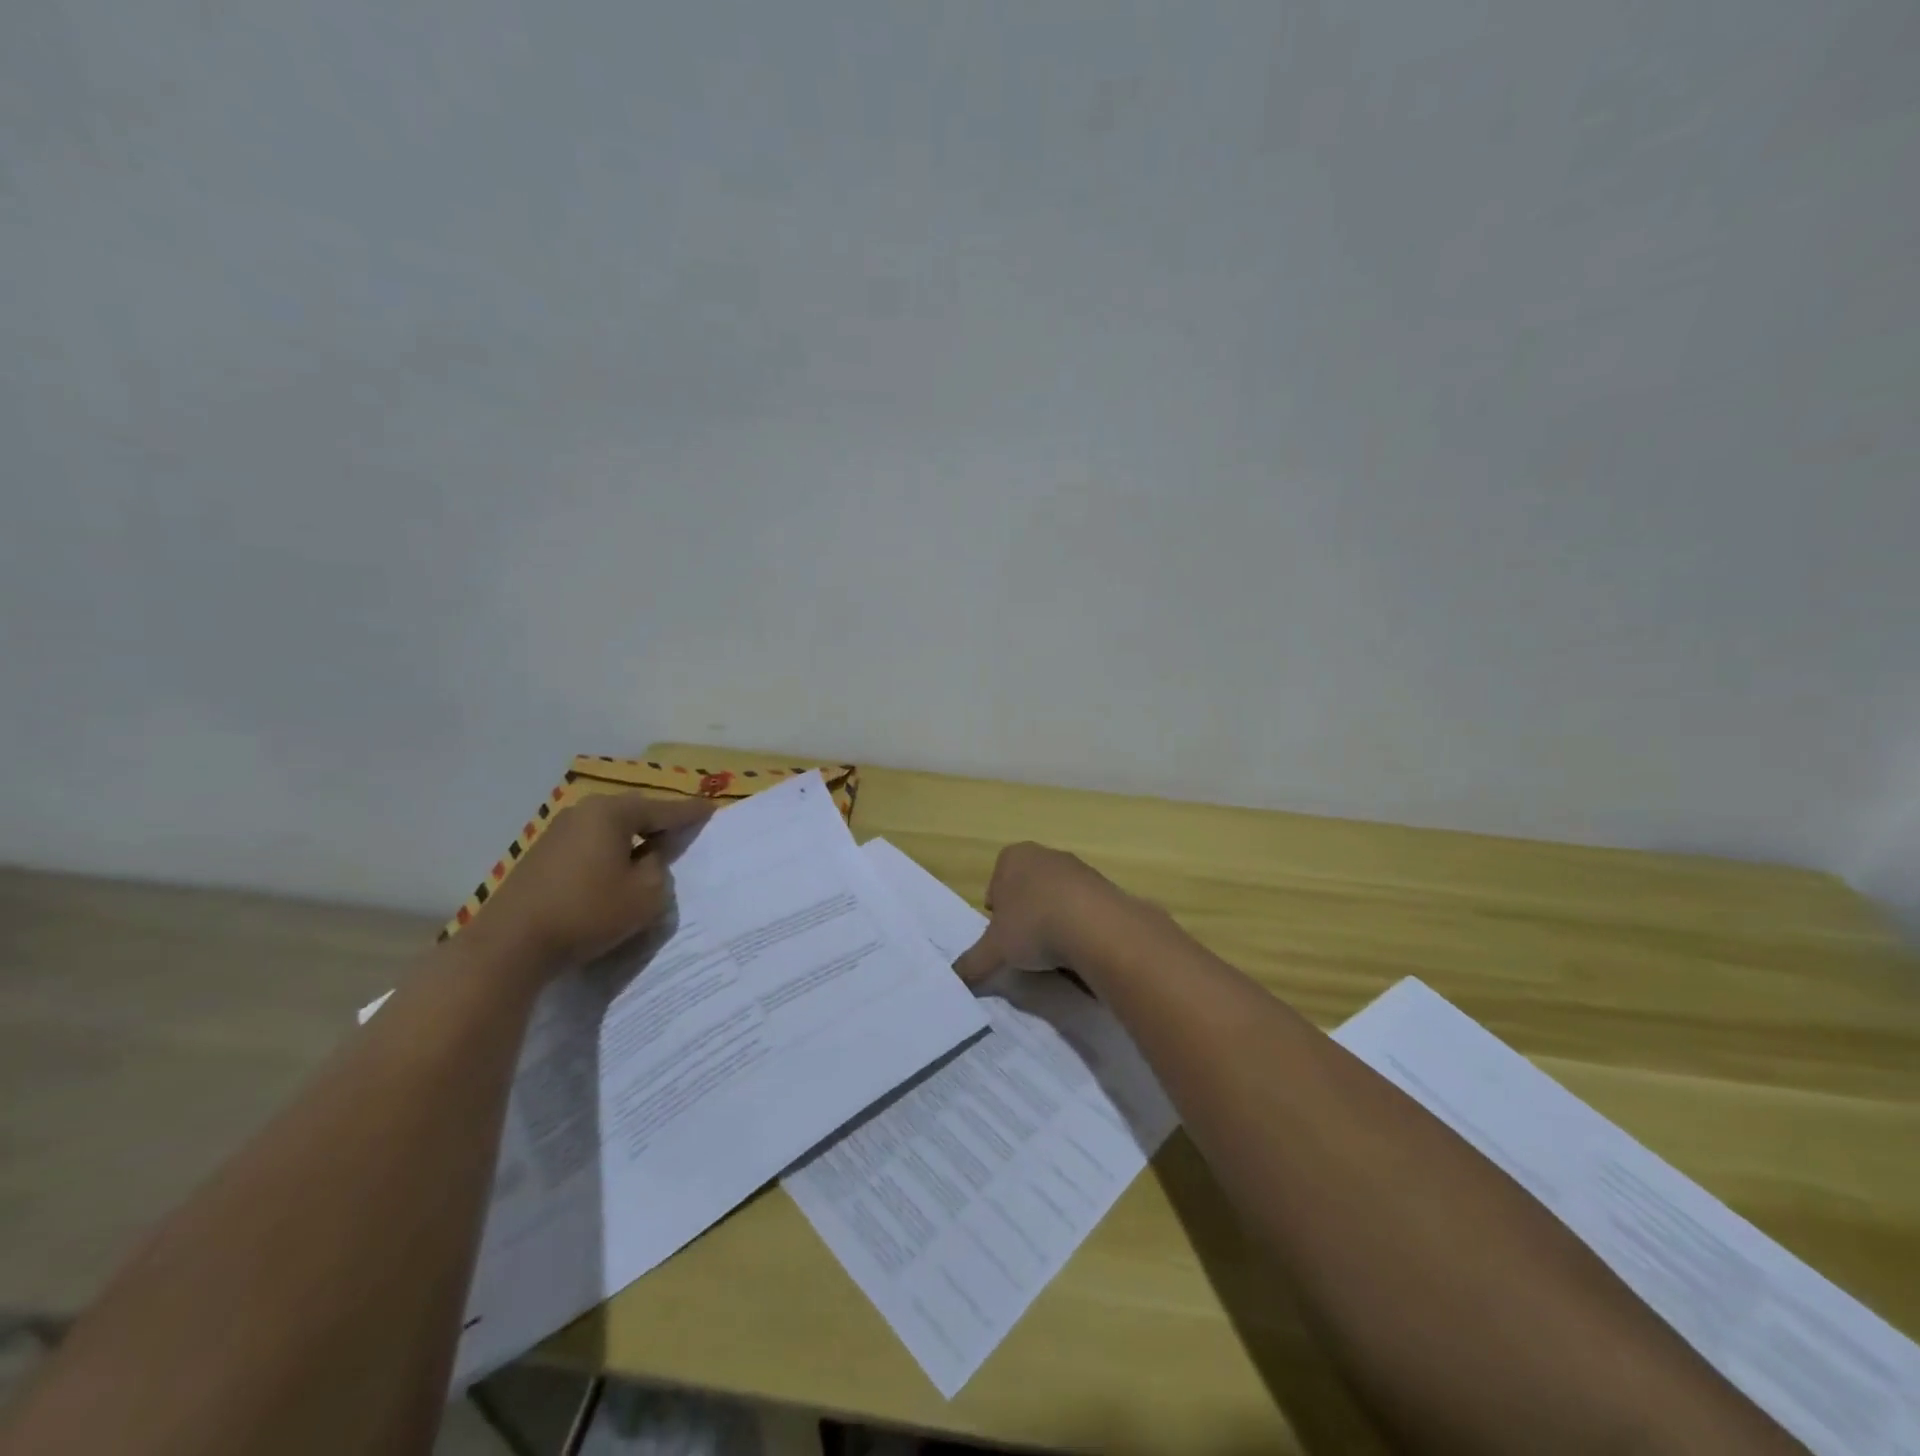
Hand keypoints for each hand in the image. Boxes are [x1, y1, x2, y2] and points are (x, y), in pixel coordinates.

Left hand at [467, 792, 714, 974]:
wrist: (511, 945)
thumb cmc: (588, 912)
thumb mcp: (646, 894)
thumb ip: (660, 868)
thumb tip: (650, 857)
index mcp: (612, 813)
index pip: (664, 809)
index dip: (691, 812)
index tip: (712, 810)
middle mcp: (584, 812)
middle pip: (634, 812)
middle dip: (659, 822)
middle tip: (684, 830)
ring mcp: (558, 833)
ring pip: (610, 829)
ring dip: (633, 840)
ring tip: (653, 853)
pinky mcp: (542, 856)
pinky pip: (590, 845)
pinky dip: (610, 853)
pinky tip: (617, 871)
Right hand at [952, 842, 1125, 984]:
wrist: (1096, 926)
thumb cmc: (1033, 926)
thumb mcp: (994, 950)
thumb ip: (972, 963)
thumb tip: (955, 979)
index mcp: (1013, 857)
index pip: (995, 884)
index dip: (997, 913)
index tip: (1004, 936)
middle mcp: (1044, 854)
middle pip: (1026, 888)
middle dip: (1025, 914)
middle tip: (1027, 944)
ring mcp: (1077, 867)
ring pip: (1055, 897)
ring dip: (1053, 919)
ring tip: (1056, 950)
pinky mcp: (1104, 885)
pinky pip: (1083, 906)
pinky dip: (1079, 924)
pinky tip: (1080, 945)